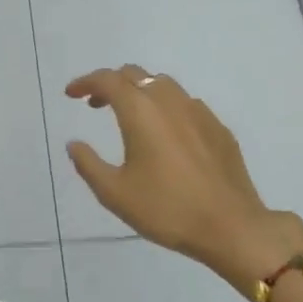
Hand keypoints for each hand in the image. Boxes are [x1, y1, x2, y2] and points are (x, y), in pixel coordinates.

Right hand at [66, 65, 302, 294]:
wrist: (231, 227)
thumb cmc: (166, 209)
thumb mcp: (114, 193)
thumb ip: (88, 164)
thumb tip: (74, 144)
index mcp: (141, 112)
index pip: (108, 80)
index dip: (85, 82)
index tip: (71, 94)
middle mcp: (169, 101)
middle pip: (135, 74)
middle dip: (110, 84)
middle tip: (95, 105)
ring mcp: (199, 112)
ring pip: (163, 85)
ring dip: (139, 91)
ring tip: (129, 117)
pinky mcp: (218, 128)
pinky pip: (185, 104)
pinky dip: (165, 108)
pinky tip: (165, 135)